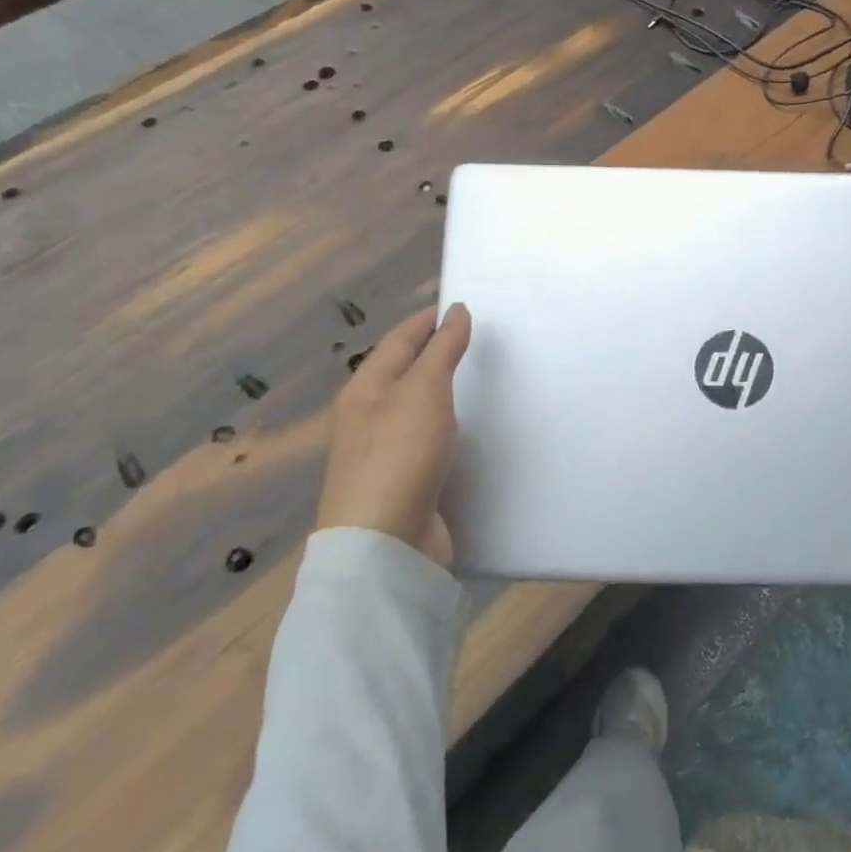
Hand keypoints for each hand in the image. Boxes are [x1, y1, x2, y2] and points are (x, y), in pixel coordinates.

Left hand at [317, 304, 471, 564]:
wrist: (384, 545)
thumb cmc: (398, 455)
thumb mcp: (423, 391)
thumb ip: (442, 350)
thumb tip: (456, 310)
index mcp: (365, 390)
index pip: (399, 341)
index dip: (427, 321)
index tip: (461, 306)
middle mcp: (370, 418)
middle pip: (406, 374)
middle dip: (437, 355)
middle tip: (481, 342)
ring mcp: (386, 454)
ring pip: (420, 411)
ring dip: (447, 394)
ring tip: (485, 382)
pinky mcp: (407, 484)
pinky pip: (433, 444)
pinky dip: (453, 430)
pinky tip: (474, 434)